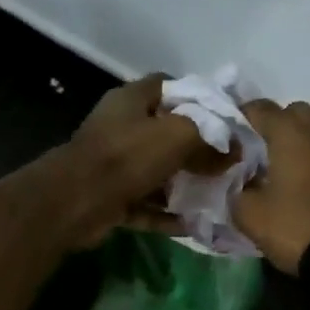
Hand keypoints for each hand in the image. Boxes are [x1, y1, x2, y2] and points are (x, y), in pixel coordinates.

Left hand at [59, 75, 223, 246]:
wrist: (74, 202)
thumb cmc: (127, 156)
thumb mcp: (178, 135)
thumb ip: (210, 137)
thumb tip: (235, 150)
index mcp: (132, 100)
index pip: (169, 86)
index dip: (198, 97)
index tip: (225, 118)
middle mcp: (121, 127)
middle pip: (166, 132)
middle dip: (197, 148)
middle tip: (227, 162)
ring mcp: (114, 164)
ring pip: (158, 171)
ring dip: (184, 185)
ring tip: (217, 195)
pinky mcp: (111, 197)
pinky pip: (147, 204)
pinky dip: (167, 214)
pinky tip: (195, 224)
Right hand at [233, 100, 309, 280]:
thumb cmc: (295, 228)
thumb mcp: (250, 215)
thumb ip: (238, 190)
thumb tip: (242, 182)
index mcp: (291, 133)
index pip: (260, 108)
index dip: (242, 117)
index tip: (232, 135)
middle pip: (295, 112)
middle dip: (278, 124)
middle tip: (263, 150)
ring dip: (304, 140)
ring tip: (291, 167)